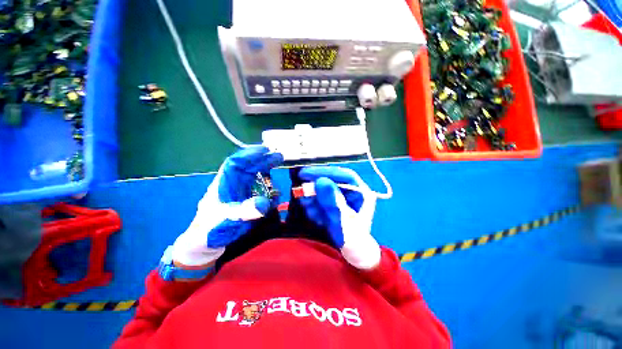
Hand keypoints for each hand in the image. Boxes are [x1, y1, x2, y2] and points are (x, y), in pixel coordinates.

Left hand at [172, 146, 283, 266]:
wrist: (206, 244)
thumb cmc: (210, 229)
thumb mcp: (226, 219)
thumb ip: (245, 211)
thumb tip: (265, 203)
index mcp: (224, 183)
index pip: (236, 163)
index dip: (250, 154)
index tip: (265, 149)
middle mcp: (234, 185)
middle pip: (250, 168)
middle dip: (264, 161)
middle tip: (279, 157)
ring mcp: (242, 194)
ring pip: (256, 179)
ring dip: (268, 176)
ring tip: (278, 184)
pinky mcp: (248, 202)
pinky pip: (261, 193)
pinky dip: (270, 193)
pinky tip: (275, 197)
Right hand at [299, 166, 380, 269]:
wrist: (353, 253)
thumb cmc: (354, 239)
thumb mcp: (343, 221)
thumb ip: (332, 201)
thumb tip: (321, 181)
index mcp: (361, 192)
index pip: (343, 175)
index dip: (324, 172)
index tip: (305, 173)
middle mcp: (352, 191)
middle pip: (331, 181)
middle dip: (315, 190)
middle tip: (302, 194)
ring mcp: (342, 197)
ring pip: (322, 191)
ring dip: (313, 200)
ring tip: (312, 212)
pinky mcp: (333, 203)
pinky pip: (320, 200)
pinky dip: (314, 207)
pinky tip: (316, 217)